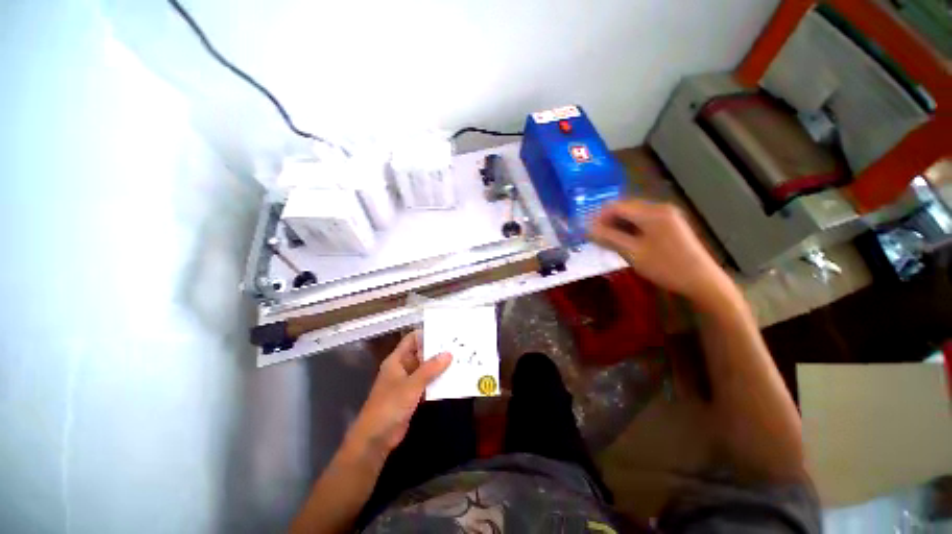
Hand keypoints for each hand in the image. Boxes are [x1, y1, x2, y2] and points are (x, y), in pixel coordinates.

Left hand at [347, 331, 451, 457]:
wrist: (376, 438)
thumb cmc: (390, 405)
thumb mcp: (411, 385)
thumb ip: (430, 369)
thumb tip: (449, 353)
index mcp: (397, 360)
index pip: (412, 339)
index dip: (427, 334)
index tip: (445, 332)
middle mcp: (402, 367)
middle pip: (421, 353)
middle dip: (437, 350)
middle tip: (458, 345)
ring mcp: (408, 382)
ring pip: (426, 369)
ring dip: (439, 366)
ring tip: (459, 359)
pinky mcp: (412, 395)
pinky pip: (427, 383)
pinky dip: (437, 380)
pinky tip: (452, 378)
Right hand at [589, 200, 735, 308]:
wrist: (701, 281)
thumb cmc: (666, 266)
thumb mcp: (633, 253)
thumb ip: (609, 238)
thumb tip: (587, 230)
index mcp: (652, 212)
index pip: (617, 206)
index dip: (599, 216)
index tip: (586, 230)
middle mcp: (660, 208)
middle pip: (625, 209)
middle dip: (608, 222)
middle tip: (595, 238)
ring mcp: (667, 216)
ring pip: (633, 216)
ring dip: (618, 226)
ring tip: (607, 242)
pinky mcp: (670, 226)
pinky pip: (643, 222)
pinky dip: (630, 230)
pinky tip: (624, 242)